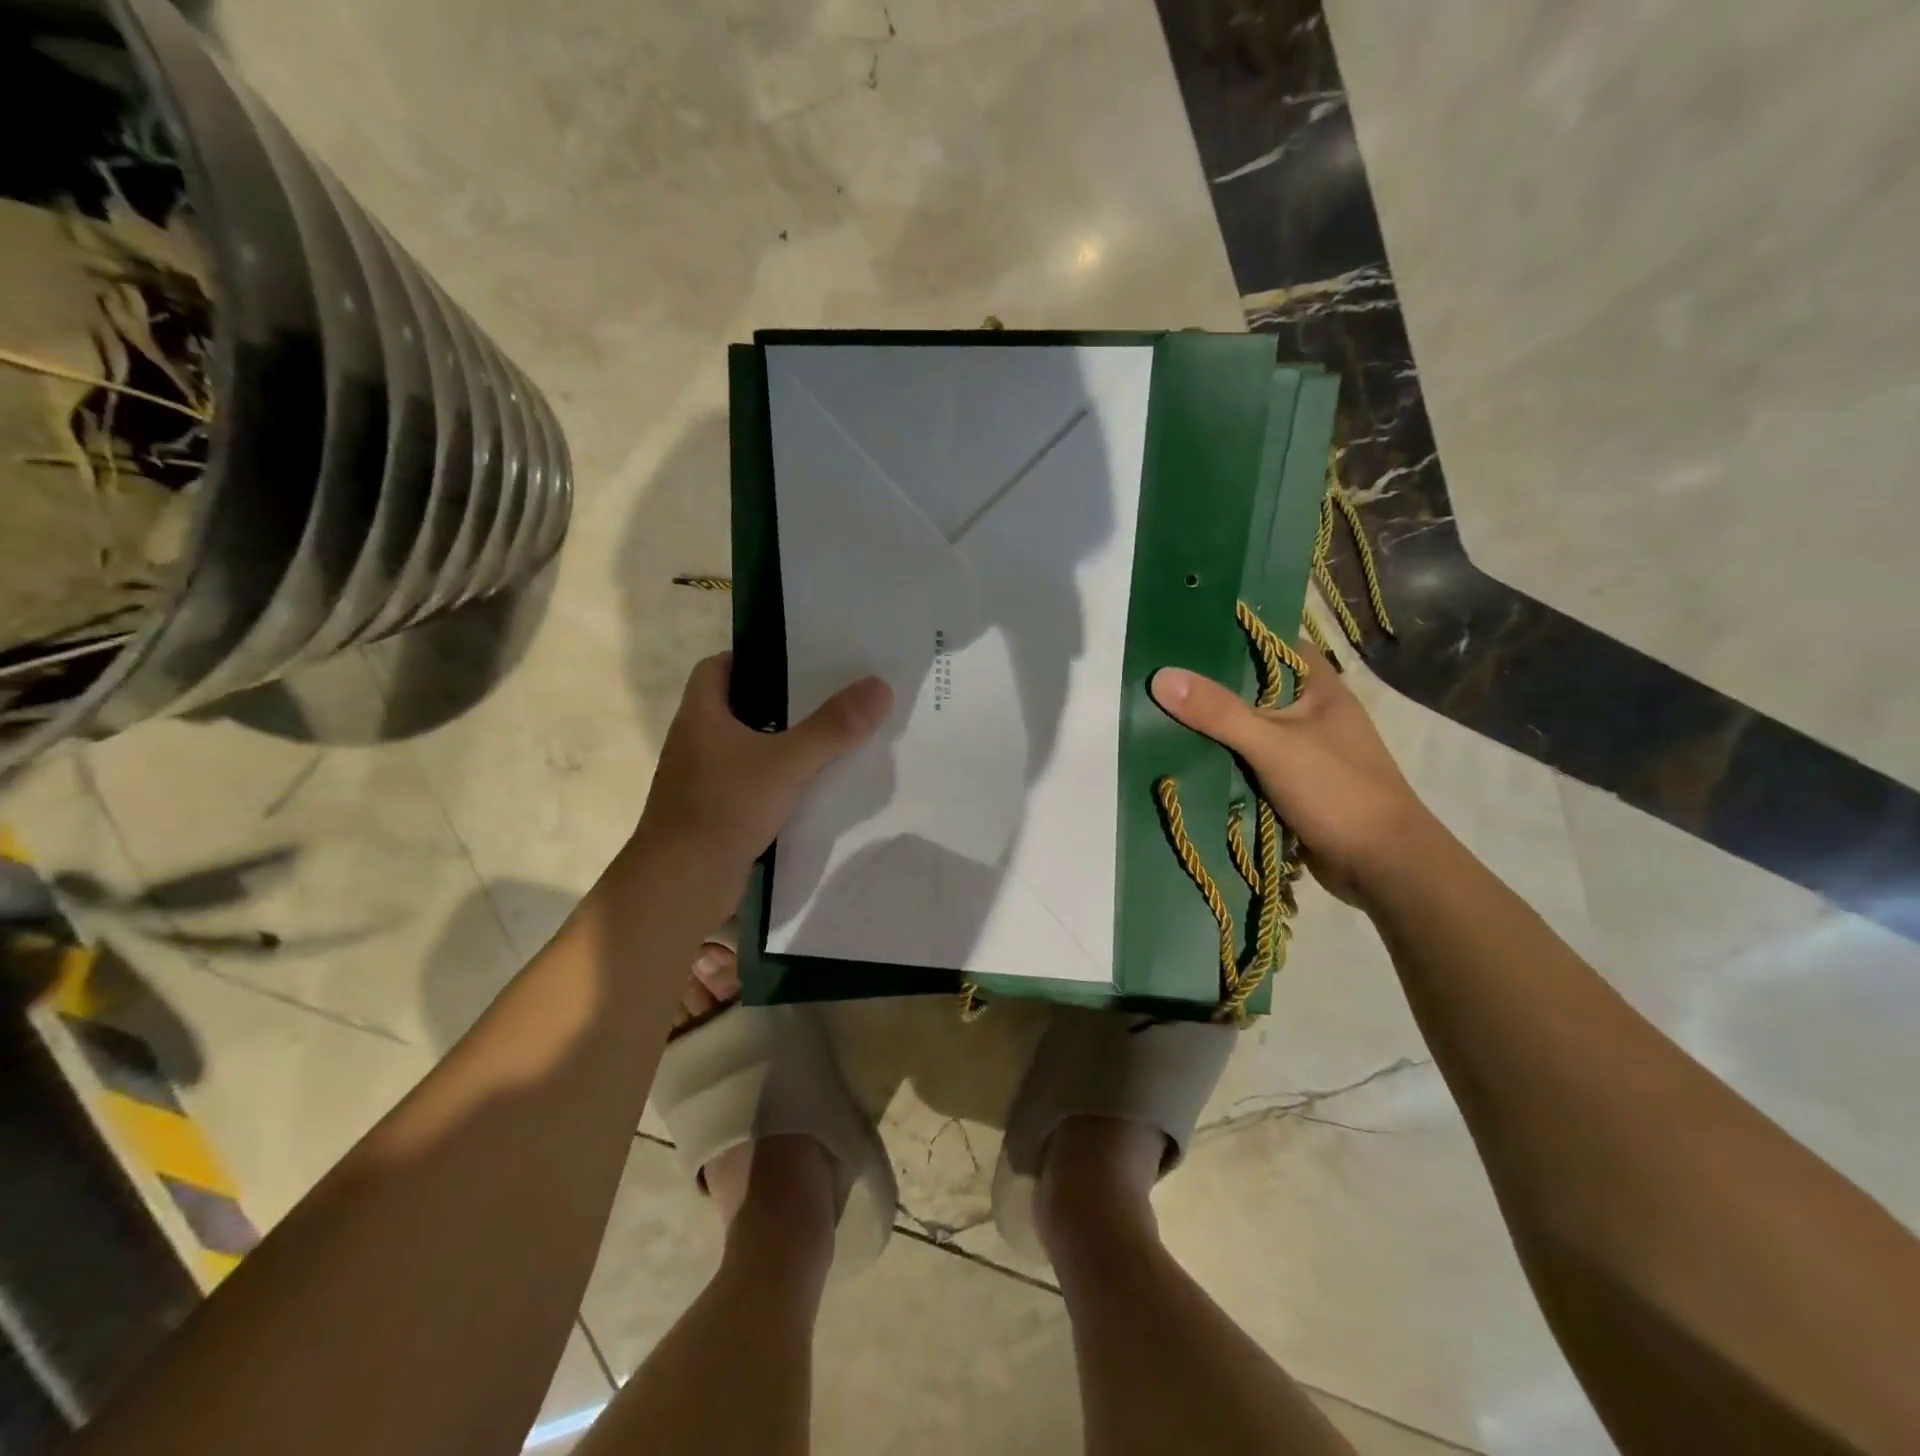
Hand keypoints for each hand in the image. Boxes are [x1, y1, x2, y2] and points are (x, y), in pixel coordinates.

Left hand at [632, 653, 892, 885]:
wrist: (682, 883)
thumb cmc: (725, 807)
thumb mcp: (787, 762)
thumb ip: (833, 727)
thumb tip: (880, 686)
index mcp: (700, 715)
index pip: (718, 667)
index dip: (753, 657)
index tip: (795, 660)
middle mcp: (696, 740)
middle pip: (738, 705)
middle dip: (778, 699)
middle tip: (826, 694)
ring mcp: (702, 778)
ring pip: (745, 746)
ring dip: (779, 740)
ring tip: (828, 735)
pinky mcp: (714, 810)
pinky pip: (749, 780)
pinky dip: (776, 777)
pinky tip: (810, 784)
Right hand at [1150, 645, 1431, 905]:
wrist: (1383, 865)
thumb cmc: (1337, 791)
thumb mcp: (1273, 744)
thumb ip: (1219, 712)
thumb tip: (1161, 676)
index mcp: (1319, 687)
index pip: (1273, 644)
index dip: (1233, 635)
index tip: (1184, 634)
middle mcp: (1310, 713)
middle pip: (1252, 688)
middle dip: (1210, 687)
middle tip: (1158, 677)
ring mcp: (1302, 750)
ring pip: (1247, 728)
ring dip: (1212, 729)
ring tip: (1158, 714)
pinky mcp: (1291, 784)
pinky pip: (1248, 763)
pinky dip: (1222, 762)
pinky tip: (1184, 760)